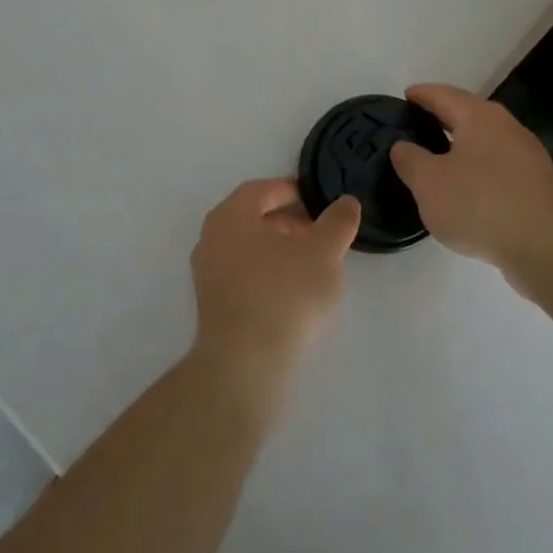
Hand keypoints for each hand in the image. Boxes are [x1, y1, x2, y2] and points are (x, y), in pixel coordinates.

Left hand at [189, 179, 360, 395]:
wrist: (246, 362)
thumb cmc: (285, 294)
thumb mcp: (324, 252)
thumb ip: (337, 222)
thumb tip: (346, 202)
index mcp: (231, 215)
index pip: (261, 190)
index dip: (291, 190)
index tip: (316, 200)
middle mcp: (211, 237)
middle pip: (252, 218)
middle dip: (286, 221)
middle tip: (318, 234)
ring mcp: (207, 273)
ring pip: (247, 248)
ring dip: (277, 249)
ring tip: (310, 265)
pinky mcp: (211, 304)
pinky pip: (242, 274)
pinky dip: (266, 273)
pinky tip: (291, 293)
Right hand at [389, 84, 552, 282]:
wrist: (550, 249)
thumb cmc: (480, 205)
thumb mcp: (429, 183)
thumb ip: (410, 160)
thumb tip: (403, 146)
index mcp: (479, 117)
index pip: (443, 94)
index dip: (422, 94)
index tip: (405, 95)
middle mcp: (506, 127)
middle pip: (468, 114)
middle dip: (442, 117)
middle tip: (416, 125)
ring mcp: (527, 156)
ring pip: (485, 141)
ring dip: (461, 146)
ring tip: (436, 158)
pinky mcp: (537, 185)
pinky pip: (498, 166)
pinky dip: (477, 169)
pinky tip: (466, 189)